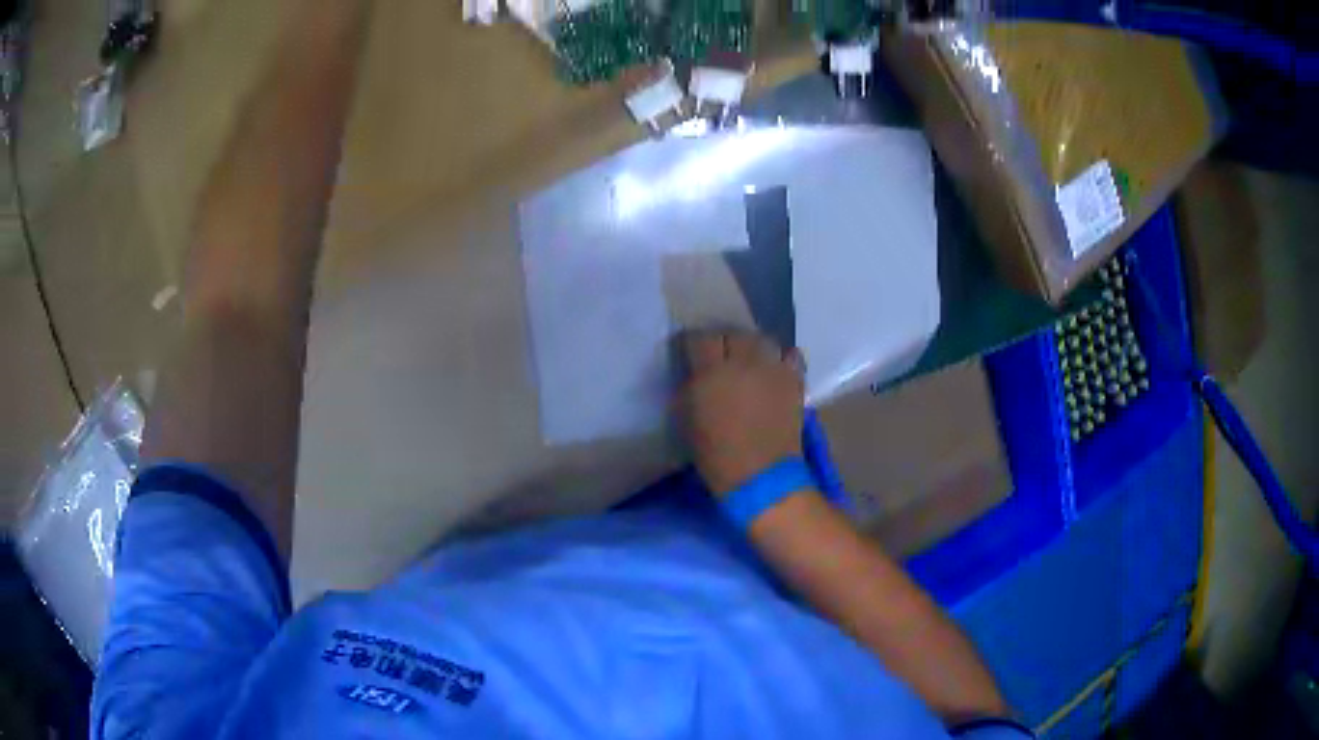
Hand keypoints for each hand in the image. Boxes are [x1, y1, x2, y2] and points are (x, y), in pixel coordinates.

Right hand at [675, 331, 805, 496]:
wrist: (762, 477)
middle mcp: (742, 363)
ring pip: (762, 340)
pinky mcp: (794, 381)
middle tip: (722, 358)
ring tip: (750, 361)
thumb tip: (693, 376)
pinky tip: (776, 370)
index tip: (692, 354)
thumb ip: (689, 391)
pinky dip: (782, 358)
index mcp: (710, 373)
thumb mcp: (688, 423)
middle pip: (733, 334)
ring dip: (753, 347)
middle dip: (725, 343)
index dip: (694, 344)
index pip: (700, 339)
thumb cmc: (717, 457)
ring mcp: (772, 369)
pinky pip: (791, 355)